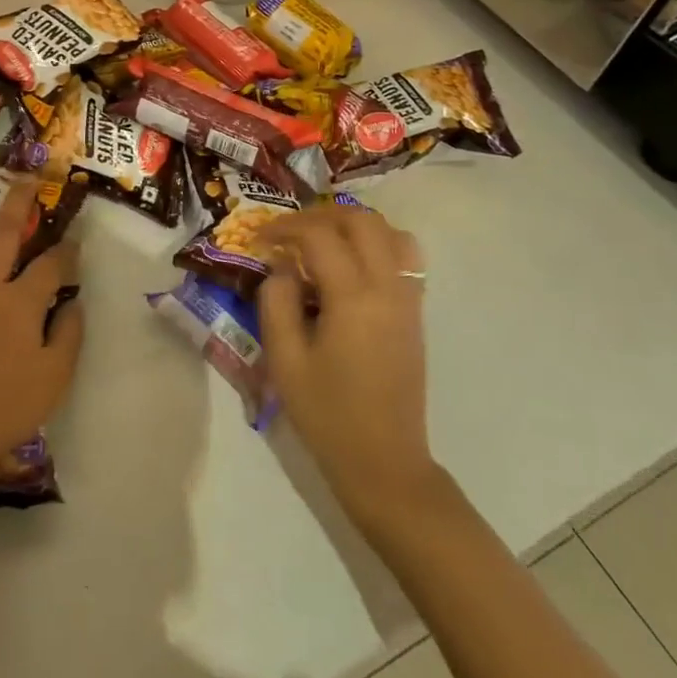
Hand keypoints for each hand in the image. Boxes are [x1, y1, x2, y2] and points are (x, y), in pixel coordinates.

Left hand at [0, 179, 83, 489]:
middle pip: (2, 234)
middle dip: (16, 203)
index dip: (67, 250)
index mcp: (20, 302)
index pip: (51, 265)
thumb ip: (69, 333)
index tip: (75, 240)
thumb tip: (73, 301)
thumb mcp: (56, 376)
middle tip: (23, 178)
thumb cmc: (5, 408)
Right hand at [257, 206, 434, 516]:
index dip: (286, 228)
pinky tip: (351, 265)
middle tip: (291, 232)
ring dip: (353, 225)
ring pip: (390, 232)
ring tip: (322, 240)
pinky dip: (378, 244)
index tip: (261, 239)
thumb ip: (276, 302)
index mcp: (353, 298)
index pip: (319, 236)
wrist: (384, 462)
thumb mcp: (285, 360)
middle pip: (362, 221)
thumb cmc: (328, 414)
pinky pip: (405, 257)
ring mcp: (408, 299)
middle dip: (321, 215)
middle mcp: (387, 288)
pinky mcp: (415, 313)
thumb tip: (281, 265)